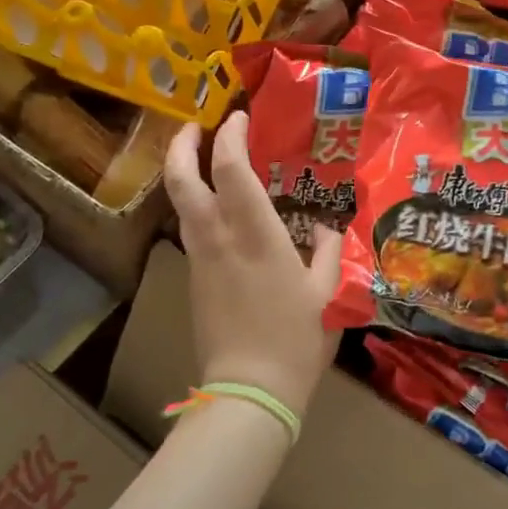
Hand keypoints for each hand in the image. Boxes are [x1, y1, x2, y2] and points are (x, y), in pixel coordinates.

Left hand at [165, 112, 341, 419]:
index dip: (230, 135)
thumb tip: (323, 228)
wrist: (249, 391)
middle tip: (196, 125)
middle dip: (182, 145)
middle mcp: (219, 237)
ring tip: (202, 159)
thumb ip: (326, 252)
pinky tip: (216, 208)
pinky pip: (190, 229)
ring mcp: (200, 259)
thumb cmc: (296, 340)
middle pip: (183, 179)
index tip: (238, 117)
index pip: (230, 168)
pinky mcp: (193, 279)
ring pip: (180, 204)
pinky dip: (195, 204)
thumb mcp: (327, 293)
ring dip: (184, 173)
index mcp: (256, 234)